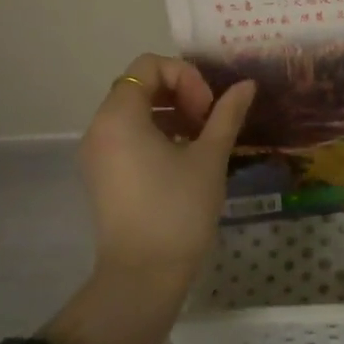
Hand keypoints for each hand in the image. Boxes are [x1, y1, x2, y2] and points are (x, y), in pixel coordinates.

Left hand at [79, 54, 254, 282]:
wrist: (142, 277)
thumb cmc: (178, 209)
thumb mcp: (210, 156)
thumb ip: (227, 113)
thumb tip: (246, 84)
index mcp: (120, 115)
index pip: (150, 66)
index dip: (186, 77)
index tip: (207, 109)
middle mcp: (100, 127)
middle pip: (141, 84)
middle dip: (180, 93)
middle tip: (208, 121)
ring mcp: (97, 153)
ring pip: (135, 110)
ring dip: (171, 112)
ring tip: (202, 139)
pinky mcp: (102, 174)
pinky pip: (127, 135)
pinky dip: (156, 132)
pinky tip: (184, 158)